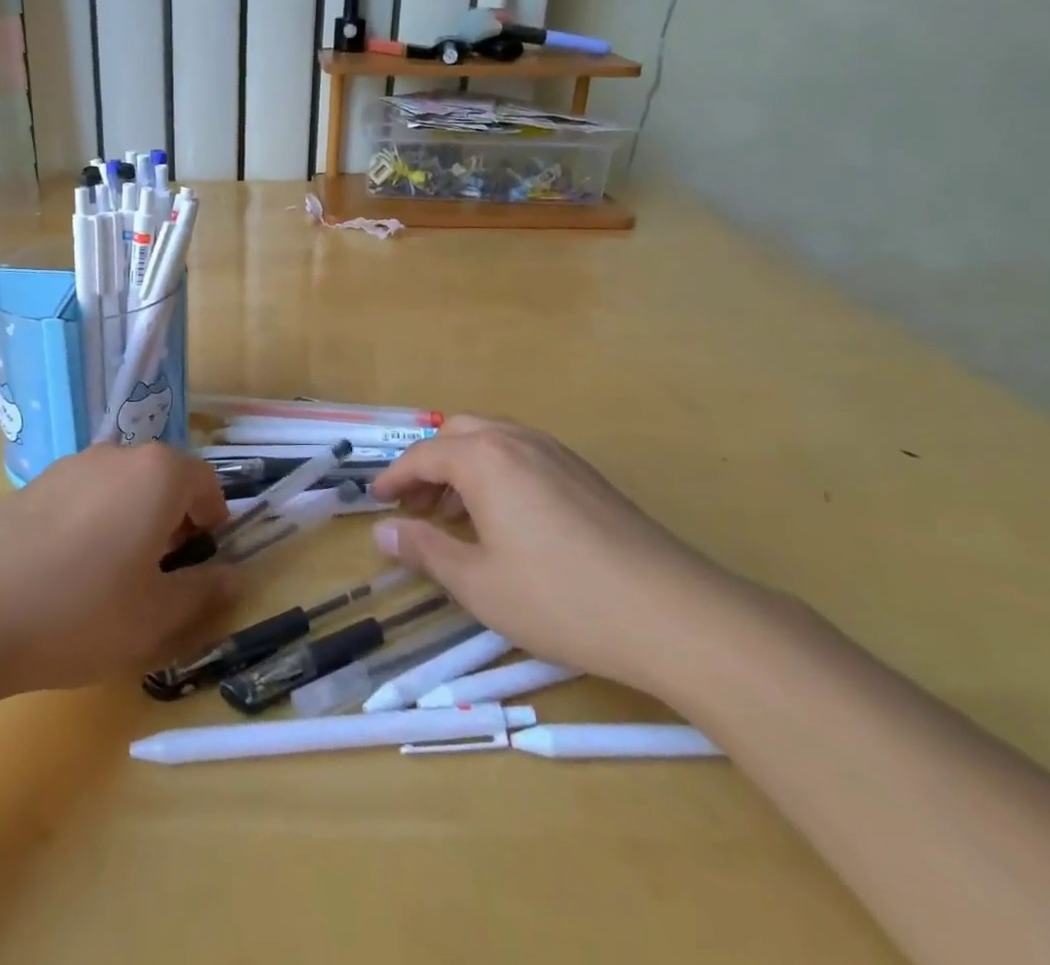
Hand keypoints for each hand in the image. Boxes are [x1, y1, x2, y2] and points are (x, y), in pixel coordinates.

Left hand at [0, 442, 238, 697]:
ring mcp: (68, 465)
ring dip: (131, 521)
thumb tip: (231, 577)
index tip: (201, 563)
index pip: (205, 483)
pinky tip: (65, 574)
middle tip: (160, 576)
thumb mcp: (156, 616)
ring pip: (120, 487)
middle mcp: (116, 455)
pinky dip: (91, 524)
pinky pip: (81, 497)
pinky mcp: (31, 485)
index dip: (213, 523)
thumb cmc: (81, 610)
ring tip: (110, 579)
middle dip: (172, 522)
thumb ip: (203, 592)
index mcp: (157, 473)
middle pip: (162, 480)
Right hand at [370, 416, 754, 699]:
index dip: (394, 478)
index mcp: (485, 458)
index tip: (375, 501)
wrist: (674, 614)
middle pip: (457, 434)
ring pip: (492, 441)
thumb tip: (381, 532)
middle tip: (415, 507)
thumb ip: (425, 550)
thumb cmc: (561, 599)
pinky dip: (496, 474)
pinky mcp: (586, 475)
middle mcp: (519, 441)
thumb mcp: (478, 583)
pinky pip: (523, 456)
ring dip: (462, 468)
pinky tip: (504, 520)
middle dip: (428, 465)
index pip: (423, 455)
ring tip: (454, 516)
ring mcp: (558, 453)